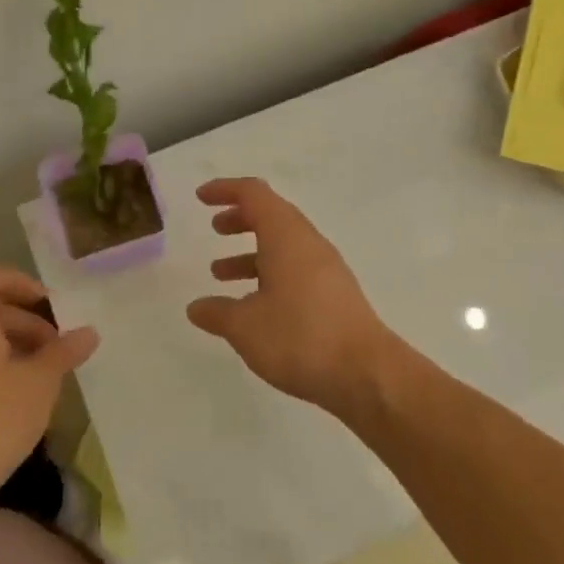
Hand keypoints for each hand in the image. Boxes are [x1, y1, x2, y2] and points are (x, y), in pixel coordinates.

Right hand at [186, 177, 399, 414]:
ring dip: (251, 252)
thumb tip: (196, 307)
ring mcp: (327, 270)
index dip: (225, 190)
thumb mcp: (246, 327)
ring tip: (220, 273)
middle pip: (272, 216)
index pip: (254, 195)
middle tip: (215, 229)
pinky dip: (269, 275)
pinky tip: (253, 306)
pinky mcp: (335, 295)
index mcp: (287, 237)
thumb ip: (218, 313)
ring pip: (284, 246)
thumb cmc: (300, 337)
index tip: (201, 198)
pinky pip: (296, 270)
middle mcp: (309, 245)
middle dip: (240, 219)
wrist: (366, 373)